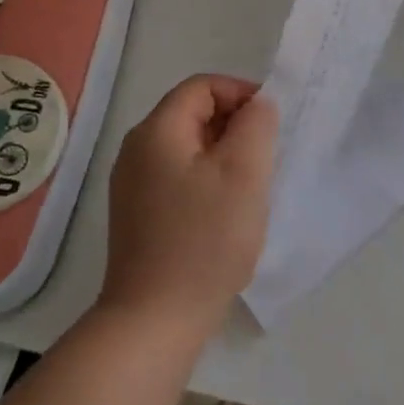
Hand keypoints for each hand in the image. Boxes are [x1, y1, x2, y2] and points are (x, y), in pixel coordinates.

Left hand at [101, 75, 278, 341]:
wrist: (156, 318)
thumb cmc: (206, 239)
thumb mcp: (244, 172)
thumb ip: (256, 125)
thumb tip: (257, 105)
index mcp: (157, 131)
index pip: (202, 86)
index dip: (241, 94)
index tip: (272, 124)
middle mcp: (136, 150)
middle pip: (192, 114)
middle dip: (235, 126)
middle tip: (266, 159)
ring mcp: (132, 185)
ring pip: (188, 149)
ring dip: (224, 156)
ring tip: (250, 188)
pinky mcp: (137, 215)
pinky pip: (178, 178)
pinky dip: (207, 181)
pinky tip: (225, 214)